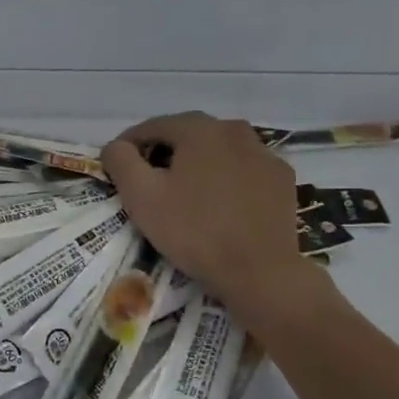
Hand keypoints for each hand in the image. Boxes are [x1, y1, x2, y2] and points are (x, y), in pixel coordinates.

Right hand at [102, 111, 327, 321]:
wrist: (259, 271)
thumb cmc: (193, 231)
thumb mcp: (141, 196)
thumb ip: (121, 161)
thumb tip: (116, 146)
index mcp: (199, 129)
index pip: (152, 127)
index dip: (129, 145)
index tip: (117, 168)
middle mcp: (235, 130)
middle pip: (188, 135)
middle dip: (164, 153)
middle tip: (148, 182)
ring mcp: (264, 154)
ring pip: (218, 152)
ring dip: (197, 165)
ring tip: (184, 194)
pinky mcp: (281, 179)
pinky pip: (244, 171)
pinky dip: (227, 179)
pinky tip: (220, 204)